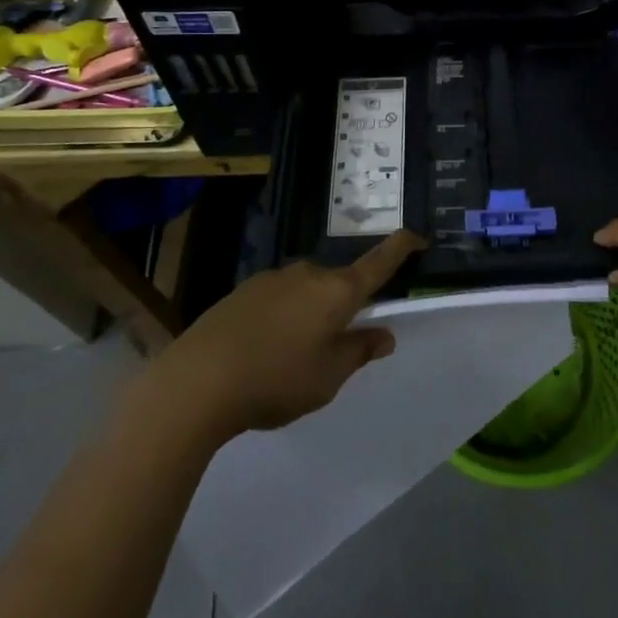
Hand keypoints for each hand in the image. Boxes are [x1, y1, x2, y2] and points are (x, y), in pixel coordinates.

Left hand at [150, 231, 424, 441]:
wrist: (198, 379)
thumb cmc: (276, 379)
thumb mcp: (328, 377)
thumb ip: (358, 352)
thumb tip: (383, 335)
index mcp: (338, 291)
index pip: (380, 261)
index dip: (402, 247)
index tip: (419, 237)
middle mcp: (309, 274)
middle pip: (339, 283)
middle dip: (343, 307)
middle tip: (333, 348)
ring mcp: (273, 278)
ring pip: (306, 292)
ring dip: (309, 315)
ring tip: (290, 359)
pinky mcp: (244, 290)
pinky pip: (278, 299)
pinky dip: (282, 318)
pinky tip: (262, 351)